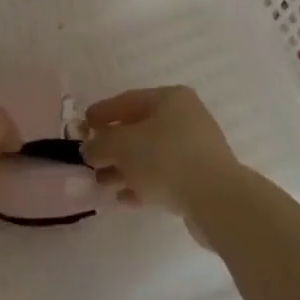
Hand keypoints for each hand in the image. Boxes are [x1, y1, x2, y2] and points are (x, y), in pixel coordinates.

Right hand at [80, 87, 243, 231]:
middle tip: (89, 159)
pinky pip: (164, 175)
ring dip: (124, 168)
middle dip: (112, 145)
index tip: (82, 126)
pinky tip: (123, 198)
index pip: (128, 100)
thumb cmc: (166, 159)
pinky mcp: (200, 178)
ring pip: (151, 154)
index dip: (102, 113)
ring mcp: (196, 148)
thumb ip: (100, 144)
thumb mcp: (123, 146)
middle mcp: (186, 117)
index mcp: (170, 98)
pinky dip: (142, 183)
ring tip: (101, 183)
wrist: (217, 200)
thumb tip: (89, 148)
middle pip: (139, 128)